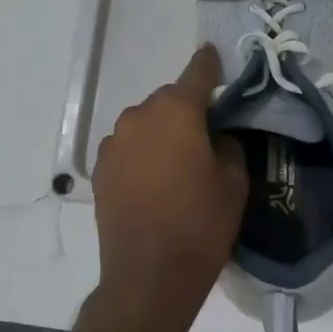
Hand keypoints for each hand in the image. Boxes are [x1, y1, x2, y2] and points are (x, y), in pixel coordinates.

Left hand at [92, 45, 248, 323]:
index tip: (214, 55)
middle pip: (168, 101)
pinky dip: (141, 154)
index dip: (209, 64)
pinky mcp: (99, 169)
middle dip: (186, 110)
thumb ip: (226, 145)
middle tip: (204, 135)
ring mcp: (113, 143)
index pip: (197, 74)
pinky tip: (153, 181)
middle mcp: (139, 117)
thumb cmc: (201, 225)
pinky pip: (127, 148)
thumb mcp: (234, 182)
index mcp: (176, 112)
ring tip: (176, 165)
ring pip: (144, 125)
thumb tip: (212, 137)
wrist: (149, 276)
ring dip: (160, 133)